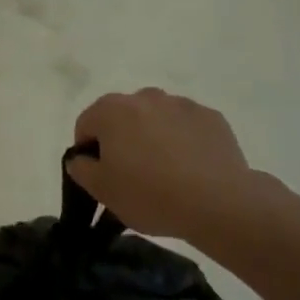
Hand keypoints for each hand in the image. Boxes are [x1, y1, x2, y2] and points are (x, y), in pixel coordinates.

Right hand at [68, 89, 275, 245]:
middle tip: (131, 174)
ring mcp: (181, 104)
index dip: (88, 151)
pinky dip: (182, 141)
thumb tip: (82, 158)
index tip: (100, 175)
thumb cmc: (150, 195)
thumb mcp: (101, 190)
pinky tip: (190, 169)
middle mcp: (144, 97)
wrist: (219, 203)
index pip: (86, 124)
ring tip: (165, 172)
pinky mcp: (211, 117)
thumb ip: (80, 168)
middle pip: (121, 117)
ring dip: (152, 137)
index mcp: (111, 110)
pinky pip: (185, 126)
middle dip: (121, 139)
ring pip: (155, 119)